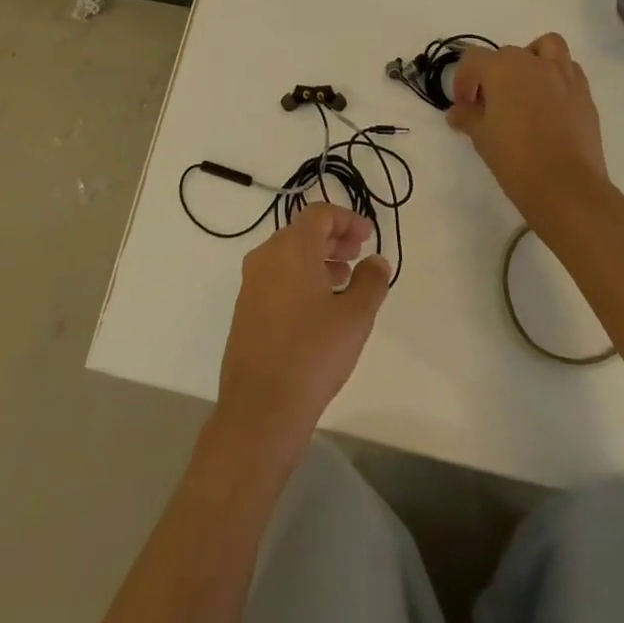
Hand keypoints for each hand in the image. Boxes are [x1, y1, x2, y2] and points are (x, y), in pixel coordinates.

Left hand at [216, 203, 391, 449]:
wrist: (260, 408)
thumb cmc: (312, 354)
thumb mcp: (355, 317)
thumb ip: (371, 283)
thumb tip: (377, 262)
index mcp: (290, 248)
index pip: (319, 214)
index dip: (347, 219)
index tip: (369, 237)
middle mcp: (266, 257)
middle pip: (302, 232)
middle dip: (333, 238)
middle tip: (358, 254)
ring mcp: (251, 284)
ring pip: (288, 256)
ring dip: (318, 260)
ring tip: (345, 281)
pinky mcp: (246, 310)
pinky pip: (277, 278)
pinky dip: (301, 279)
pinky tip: (320, 308)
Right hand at [447, 32, 611, 228]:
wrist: (566, 187)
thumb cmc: (515, 159)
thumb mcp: (481, 137)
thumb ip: (467, 117)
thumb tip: (457, 112)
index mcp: (502, 68)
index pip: (473, 60)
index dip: (463, 80)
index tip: (463, 106)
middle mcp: (533, 63)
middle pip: (507, 54)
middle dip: (494, 74)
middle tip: (490, 104)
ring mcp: (564, 76)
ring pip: (547, 48)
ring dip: (533, 59)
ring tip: (526, 87)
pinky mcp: (585, 95)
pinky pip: (570, 71)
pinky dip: (557, 77)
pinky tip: (550, 104)